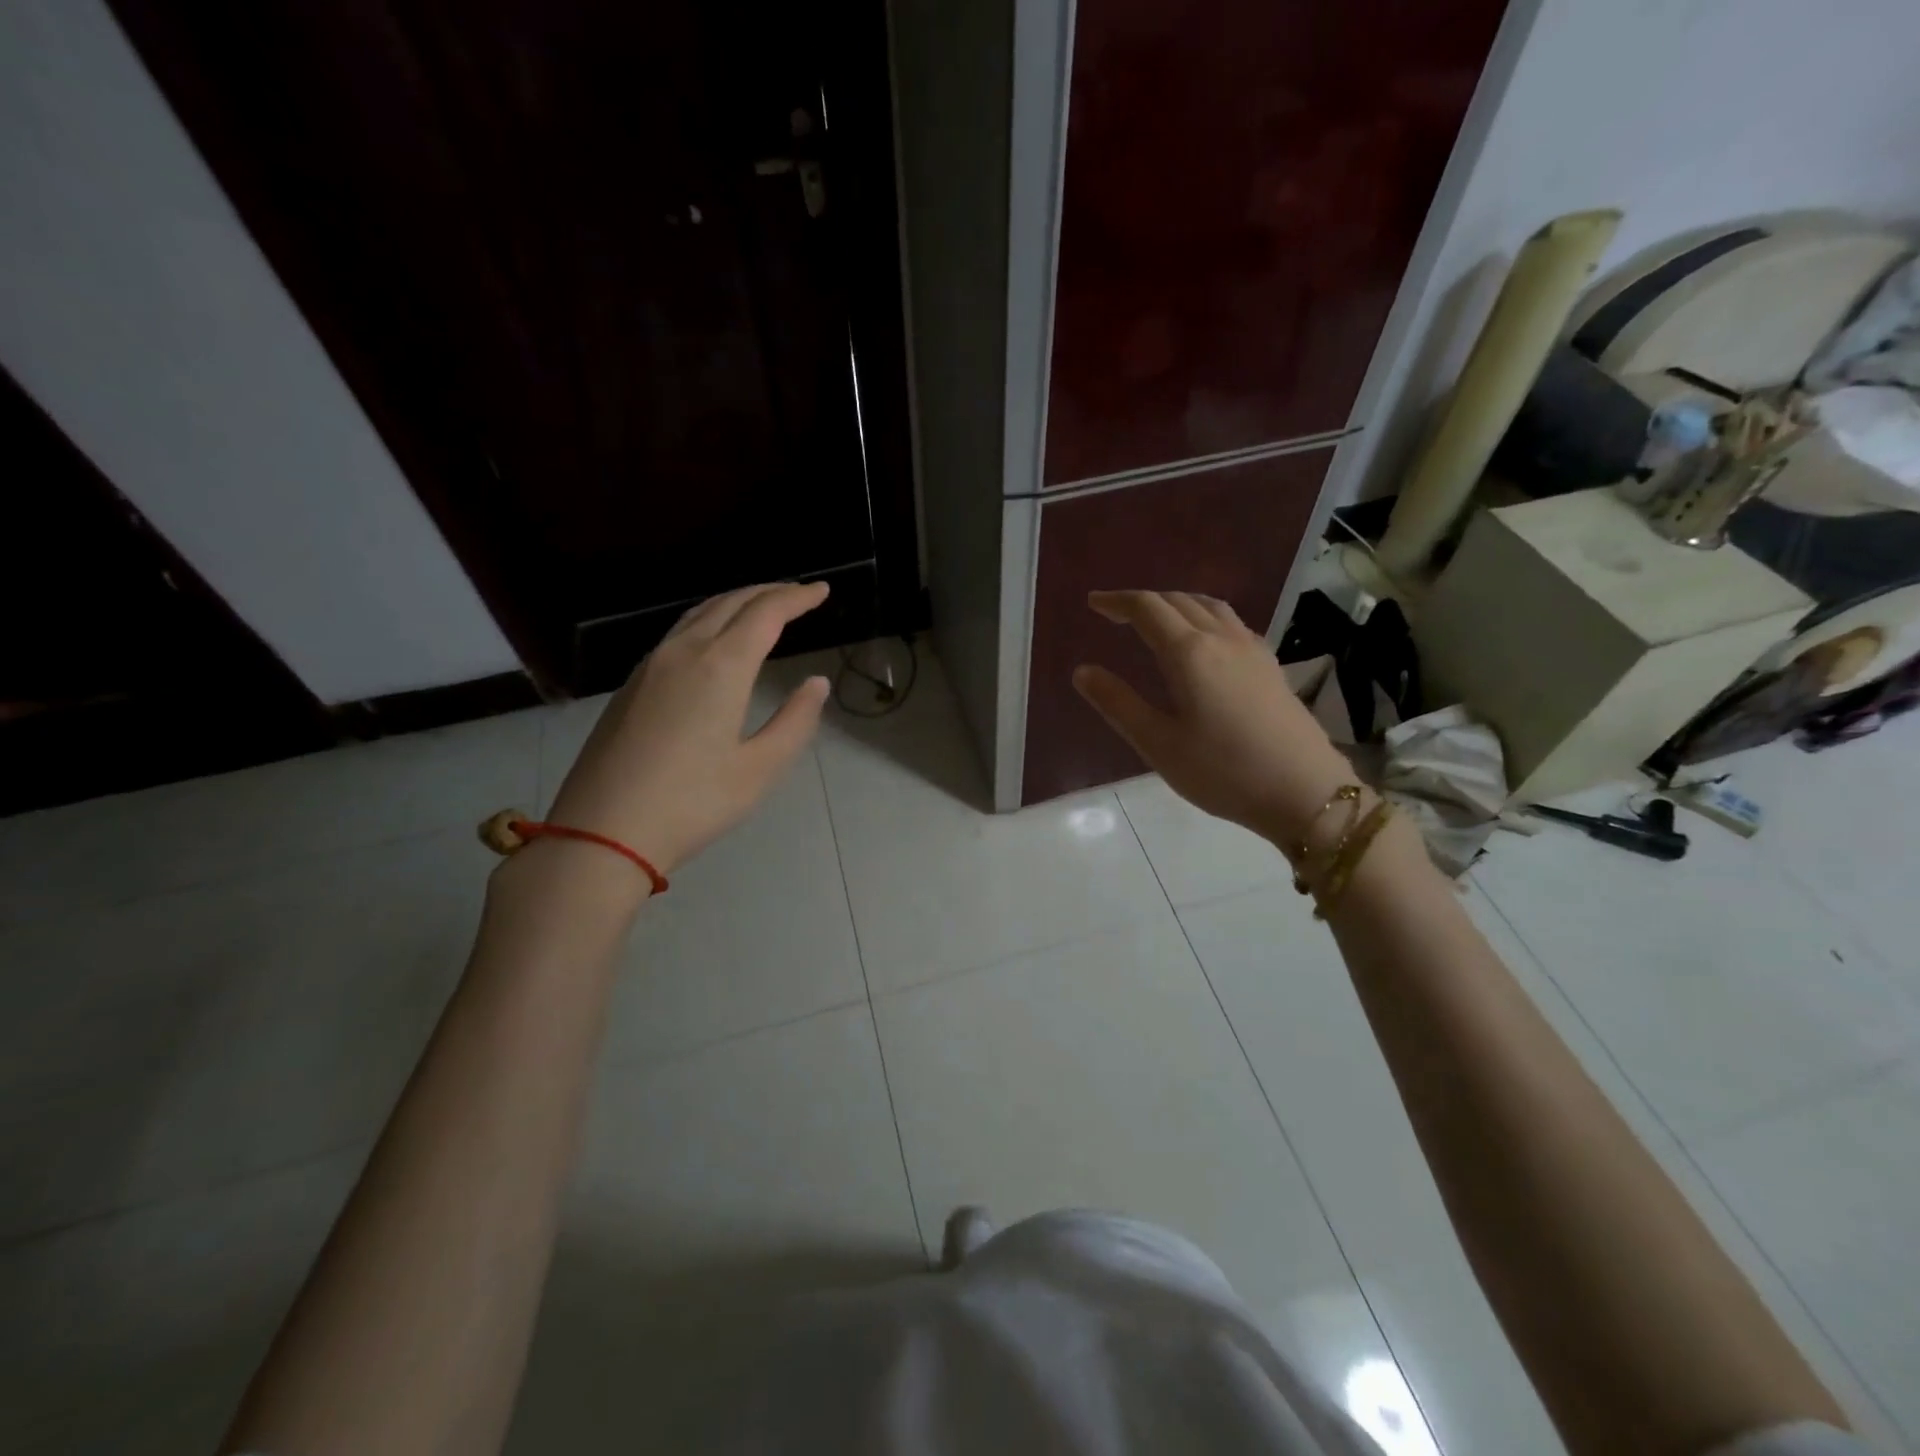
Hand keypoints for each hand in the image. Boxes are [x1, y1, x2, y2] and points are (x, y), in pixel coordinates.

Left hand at [547, 581, 831, 874]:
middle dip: (769, 591)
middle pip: (730, 602)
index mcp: (721, 667)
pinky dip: (710, 620)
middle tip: (799, 594)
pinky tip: (716, 638)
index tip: (822, 590)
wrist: (602, 831)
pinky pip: (678, 632)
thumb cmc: (692, 803)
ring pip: (699, 613)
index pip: (766, 613)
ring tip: (762, 607)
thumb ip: (795, 721)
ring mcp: (651, 665)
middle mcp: (684, 652)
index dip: (798, 597)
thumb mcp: (760, 769)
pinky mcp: (631, 685)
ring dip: (736, 602)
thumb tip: (816, 683)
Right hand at [1072, 590, 1353, 846]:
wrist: (1305, 791)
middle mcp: (1221, 638)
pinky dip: (1204, 616)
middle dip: (1143, 601)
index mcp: (1189, 653)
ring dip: (1176, 603)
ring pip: (1209, 606)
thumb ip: (1118, 704)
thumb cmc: (1223, 771)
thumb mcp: (1158, 744)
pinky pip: (1230, 622)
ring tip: (1156, 618)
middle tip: (1115, 613)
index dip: (1118, 601)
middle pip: (1178, 600)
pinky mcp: (1270, 665)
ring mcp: (1251, 649)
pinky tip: (1203, 640)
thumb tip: (1082, 671)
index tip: (1094, 603)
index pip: (1148, 609)